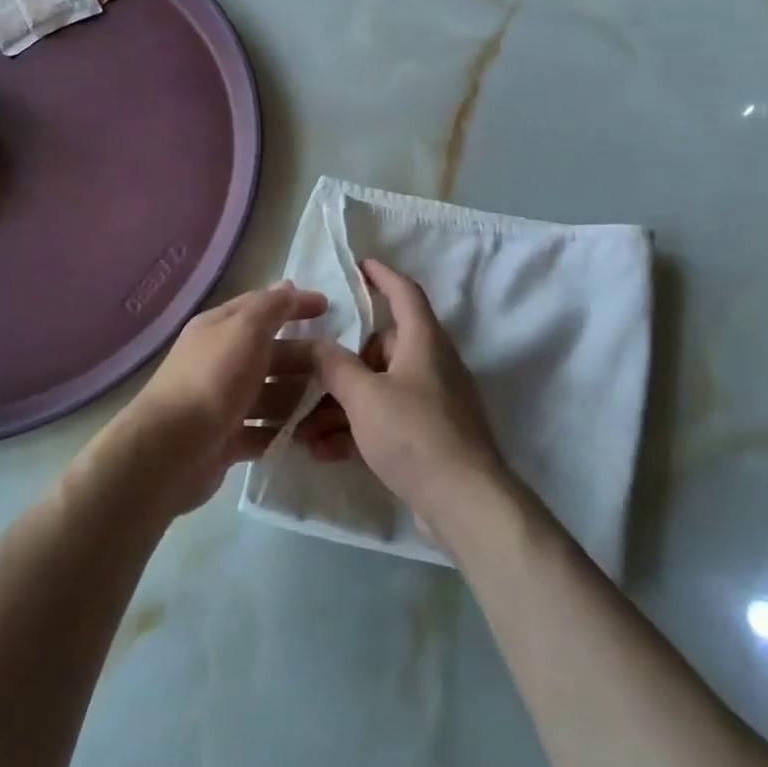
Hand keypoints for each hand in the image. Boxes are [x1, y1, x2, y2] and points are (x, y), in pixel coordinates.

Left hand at [108, 281, 326, 516]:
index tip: (329, 308)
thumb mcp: (246, 330)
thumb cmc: (213, 381)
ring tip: (332, 407)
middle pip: (271, 353)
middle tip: (340, 368)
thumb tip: (288, 286)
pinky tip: (307, 436)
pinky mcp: (225, 439)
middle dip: (304, 358)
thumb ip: (271, 307)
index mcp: (220, 328)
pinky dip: (282, 431)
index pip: (263, 307)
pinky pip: (262, 430)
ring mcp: (222, 402)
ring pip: (269, 393)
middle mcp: (219, 360)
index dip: (295, 304)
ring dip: (298, 398)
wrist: (168, 452)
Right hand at [306, 260, 510, 536]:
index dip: (382, 275)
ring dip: (341, 406)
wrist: (464, 500)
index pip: (404, 292)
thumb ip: (335, 366)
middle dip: (342, 366)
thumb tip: (316, 344)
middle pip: (382, 347)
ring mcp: (433, 400)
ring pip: (379, 389)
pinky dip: (358, 430)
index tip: (359, 265)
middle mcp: (431, 362)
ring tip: (303, 431)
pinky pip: (387, 419)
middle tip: (308, 380)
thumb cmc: (414, 433)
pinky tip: (325, 453)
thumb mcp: (364, 396)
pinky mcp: (430, 434)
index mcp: (423, 340)